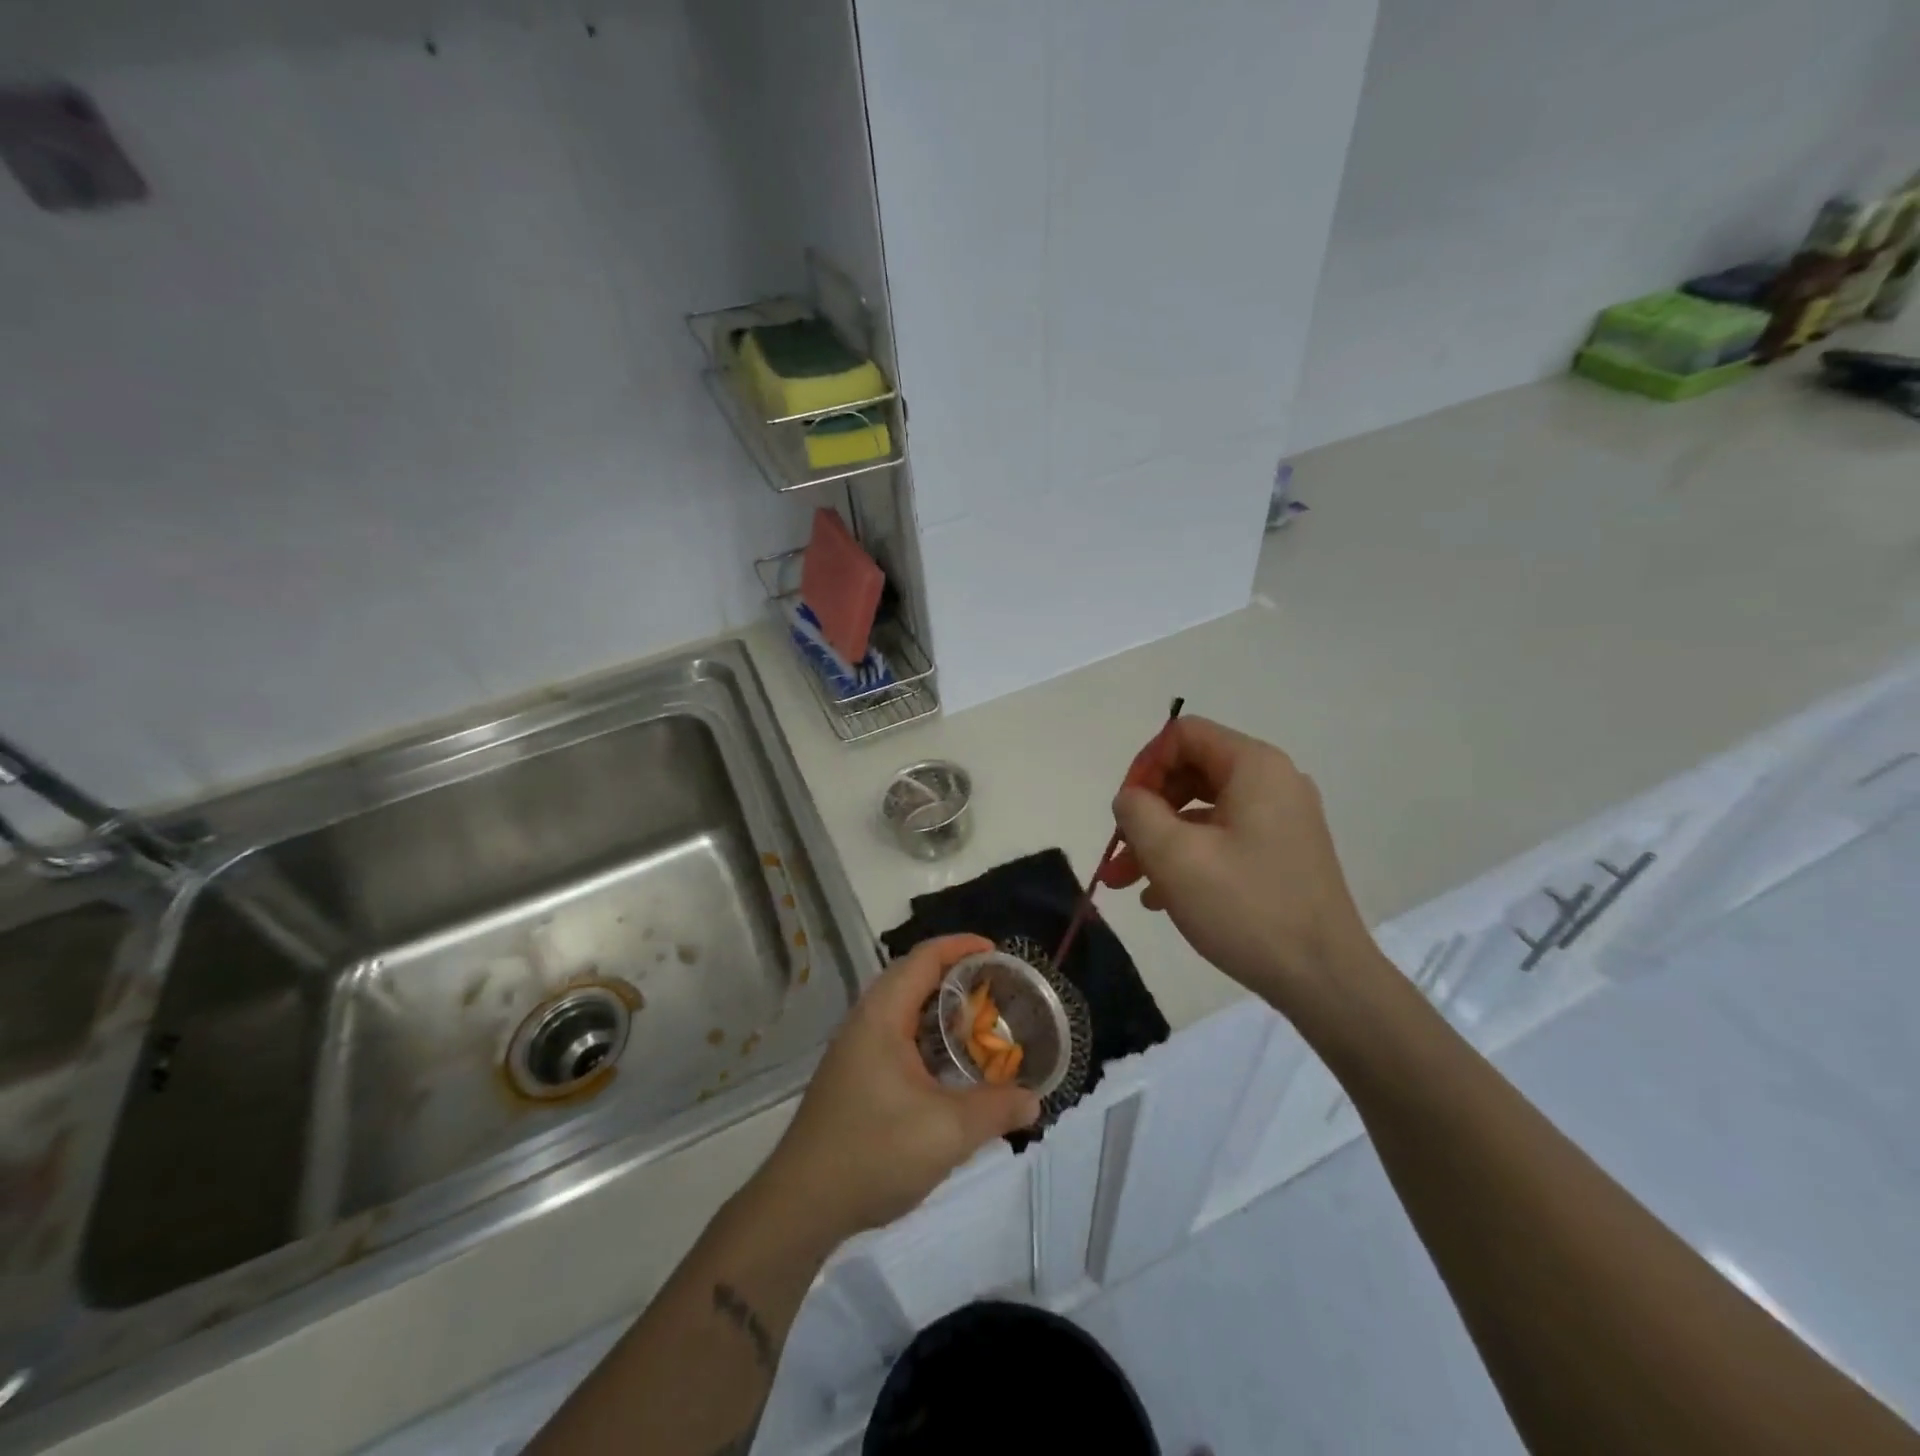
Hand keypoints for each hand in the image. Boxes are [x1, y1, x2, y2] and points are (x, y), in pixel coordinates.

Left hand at [756, 935, 1040, 1241]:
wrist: (801, 1204)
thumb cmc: (874, 1152)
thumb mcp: (947, 1132)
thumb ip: (996, 1110)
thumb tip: (1033, 1101)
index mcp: (882, 1015)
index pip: (924, 958)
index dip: (961, 946)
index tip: (998, 952)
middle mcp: (865, 1021)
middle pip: (913, 978)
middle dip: (956, 977)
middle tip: (997, 991)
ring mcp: (854, 1050)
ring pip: (904, 1011)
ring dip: (940, 1011)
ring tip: (980, 1025)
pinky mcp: (852, 1077)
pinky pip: (896, 1038)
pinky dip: (926, 1038)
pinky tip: (948, 1068)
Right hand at [1100, 716, 1377, 1016]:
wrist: (1325, 981)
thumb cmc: (1246, 908)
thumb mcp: (1174, 856)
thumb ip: (1137, 812)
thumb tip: (1130, 798)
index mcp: (1255, 767)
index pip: (1184, 735)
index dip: (1144, 765)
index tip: (1124, 812)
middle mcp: (1274, 783)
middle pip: (1191, 772)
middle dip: (1147, 810)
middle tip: (1118, 850)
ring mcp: (1282, 820)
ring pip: (1203, 812)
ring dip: (1159, 841)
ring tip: (1126, 883)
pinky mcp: (1283, 855)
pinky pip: (1224, 839)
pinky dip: (1188, 858)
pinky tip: (1160, 899)